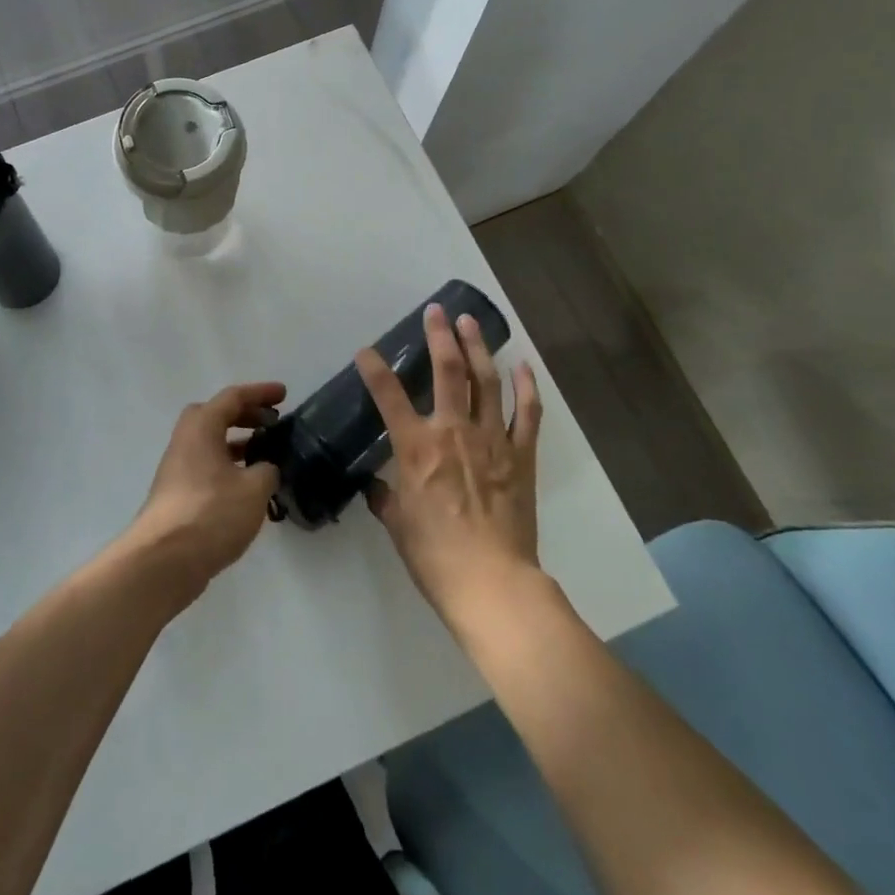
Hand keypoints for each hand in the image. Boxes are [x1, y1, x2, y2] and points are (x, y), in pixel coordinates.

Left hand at [124, 382, 285, 602]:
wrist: (164, 561)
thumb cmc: (211, 513)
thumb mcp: (253, 490)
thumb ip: (267, 471)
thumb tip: (266, 468)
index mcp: (201, 428)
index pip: (232, 397)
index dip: (260, 393)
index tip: (284, 395)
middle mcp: (185, 441)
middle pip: (216, 416)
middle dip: (245, 416)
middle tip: (272, 424)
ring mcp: (178, 470)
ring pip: (211, 444)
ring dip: (237, 443)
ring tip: (266, 456)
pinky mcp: (178, 496)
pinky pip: (207, 468)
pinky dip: (229, 468)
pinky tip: (249, 489)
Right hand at [358, 305, 543, 626]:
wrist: (491, 582)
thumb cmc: (434, 555)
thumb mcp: (397, 524)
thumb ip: (386, 497)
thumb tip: (377, 487)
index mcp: (416, 448)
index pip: (388, 396)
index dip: (375, 369)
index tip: (366, 352)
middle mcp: (452, 432)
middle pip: (446, 372)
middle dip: (439, 337)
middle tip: (437, 311)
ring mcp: (492, 440)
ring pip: (486, 381)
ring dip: (478, 348)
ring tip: (472, 323)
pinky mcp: (521, 456)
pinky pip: (527, 413)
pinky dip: (526, 387)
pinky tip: (523, 366)